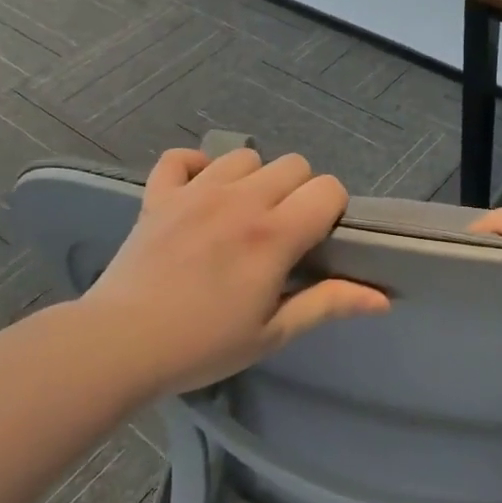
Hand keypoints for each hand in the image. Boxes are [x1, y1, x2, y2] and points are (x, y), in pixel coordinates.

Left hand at [81, 149, 388, 394]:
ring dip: (252, 179)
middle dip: (298, 192)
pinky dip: (193, 168)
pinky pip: (179, 158)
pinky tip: (197, 194)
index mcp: (273, 234)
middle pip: (293, 164)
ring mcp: (195, 191)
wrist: (119, 344)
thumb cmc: (202, 345)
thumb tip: (382, 298)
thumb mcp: (272, 333)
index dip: (332, 210)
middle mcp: (240, 200)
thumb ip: (327, 304)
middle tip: (281, 233)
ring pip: (244, 156)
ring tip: (240, 215)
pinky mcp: (159, 194)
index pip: (328, 189)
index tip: (317, 240)